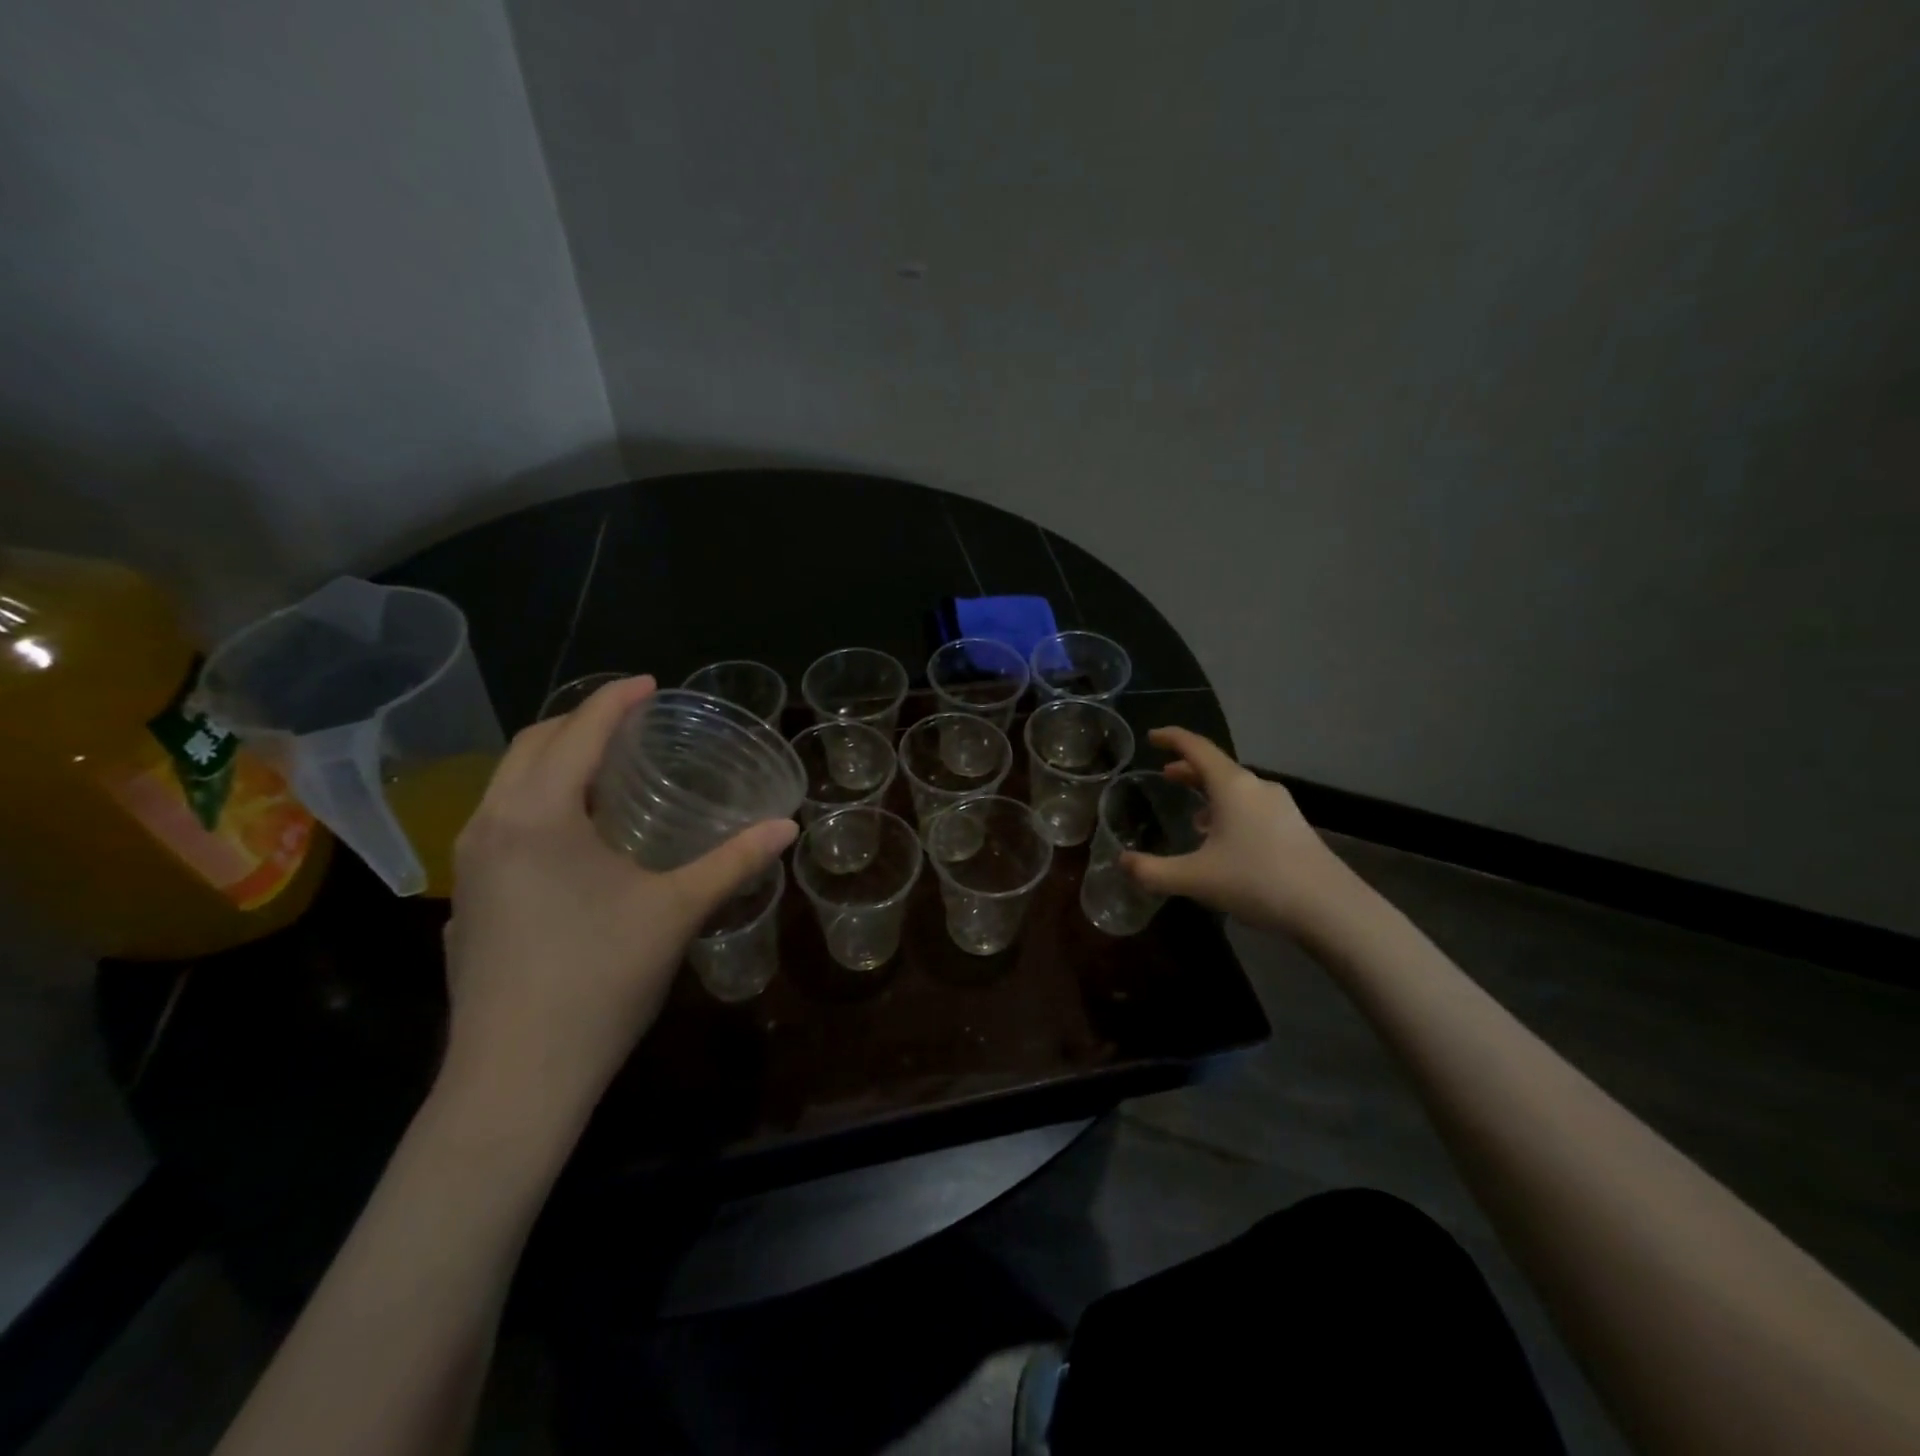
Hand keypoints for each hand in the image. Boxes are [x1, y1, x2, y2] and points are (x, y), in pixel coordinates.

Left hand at [438, 675, 795, 1130]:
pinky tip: (571, 834)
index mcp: (538, 815)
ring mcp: (469, 864)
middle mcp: (490, 825)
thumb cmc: (599, 980)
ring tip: (604, 765)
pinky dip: (537, 800)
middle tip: (632, 721)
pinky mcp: (466, 898)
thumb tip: (787, 827)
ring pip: (507, 784)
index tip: (651, 684)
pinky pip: (499, 821)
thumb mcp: (677, 912)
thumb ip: (733, 861)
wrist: (515, 1078)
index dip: (616, 700)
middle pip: (531, 745)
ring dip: (554, 759)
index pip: (577, 732)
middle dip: (580, 721)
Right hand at [1123, 727, 1350, 935]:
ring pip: (1237, 789)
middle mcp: (1257, 787)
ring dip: (1211, 793)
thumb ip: (1153, 871)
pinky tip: (1225, 840)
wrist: (1330, 908)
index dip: (1172, 738)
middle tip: (1165, 775)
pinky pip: (1253, 807)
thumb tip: (1122, 862)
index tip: (1152, 737)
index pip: (1196, 748)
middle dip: (1189, 769)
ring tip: (1192, 813)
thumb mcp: (1195, 879)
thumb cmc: (1257, 881)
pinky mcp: (1294, 827)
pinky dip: (1231, 811)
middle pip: (1217, 767)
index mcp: (1232, 786)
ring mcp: (1281, 806)